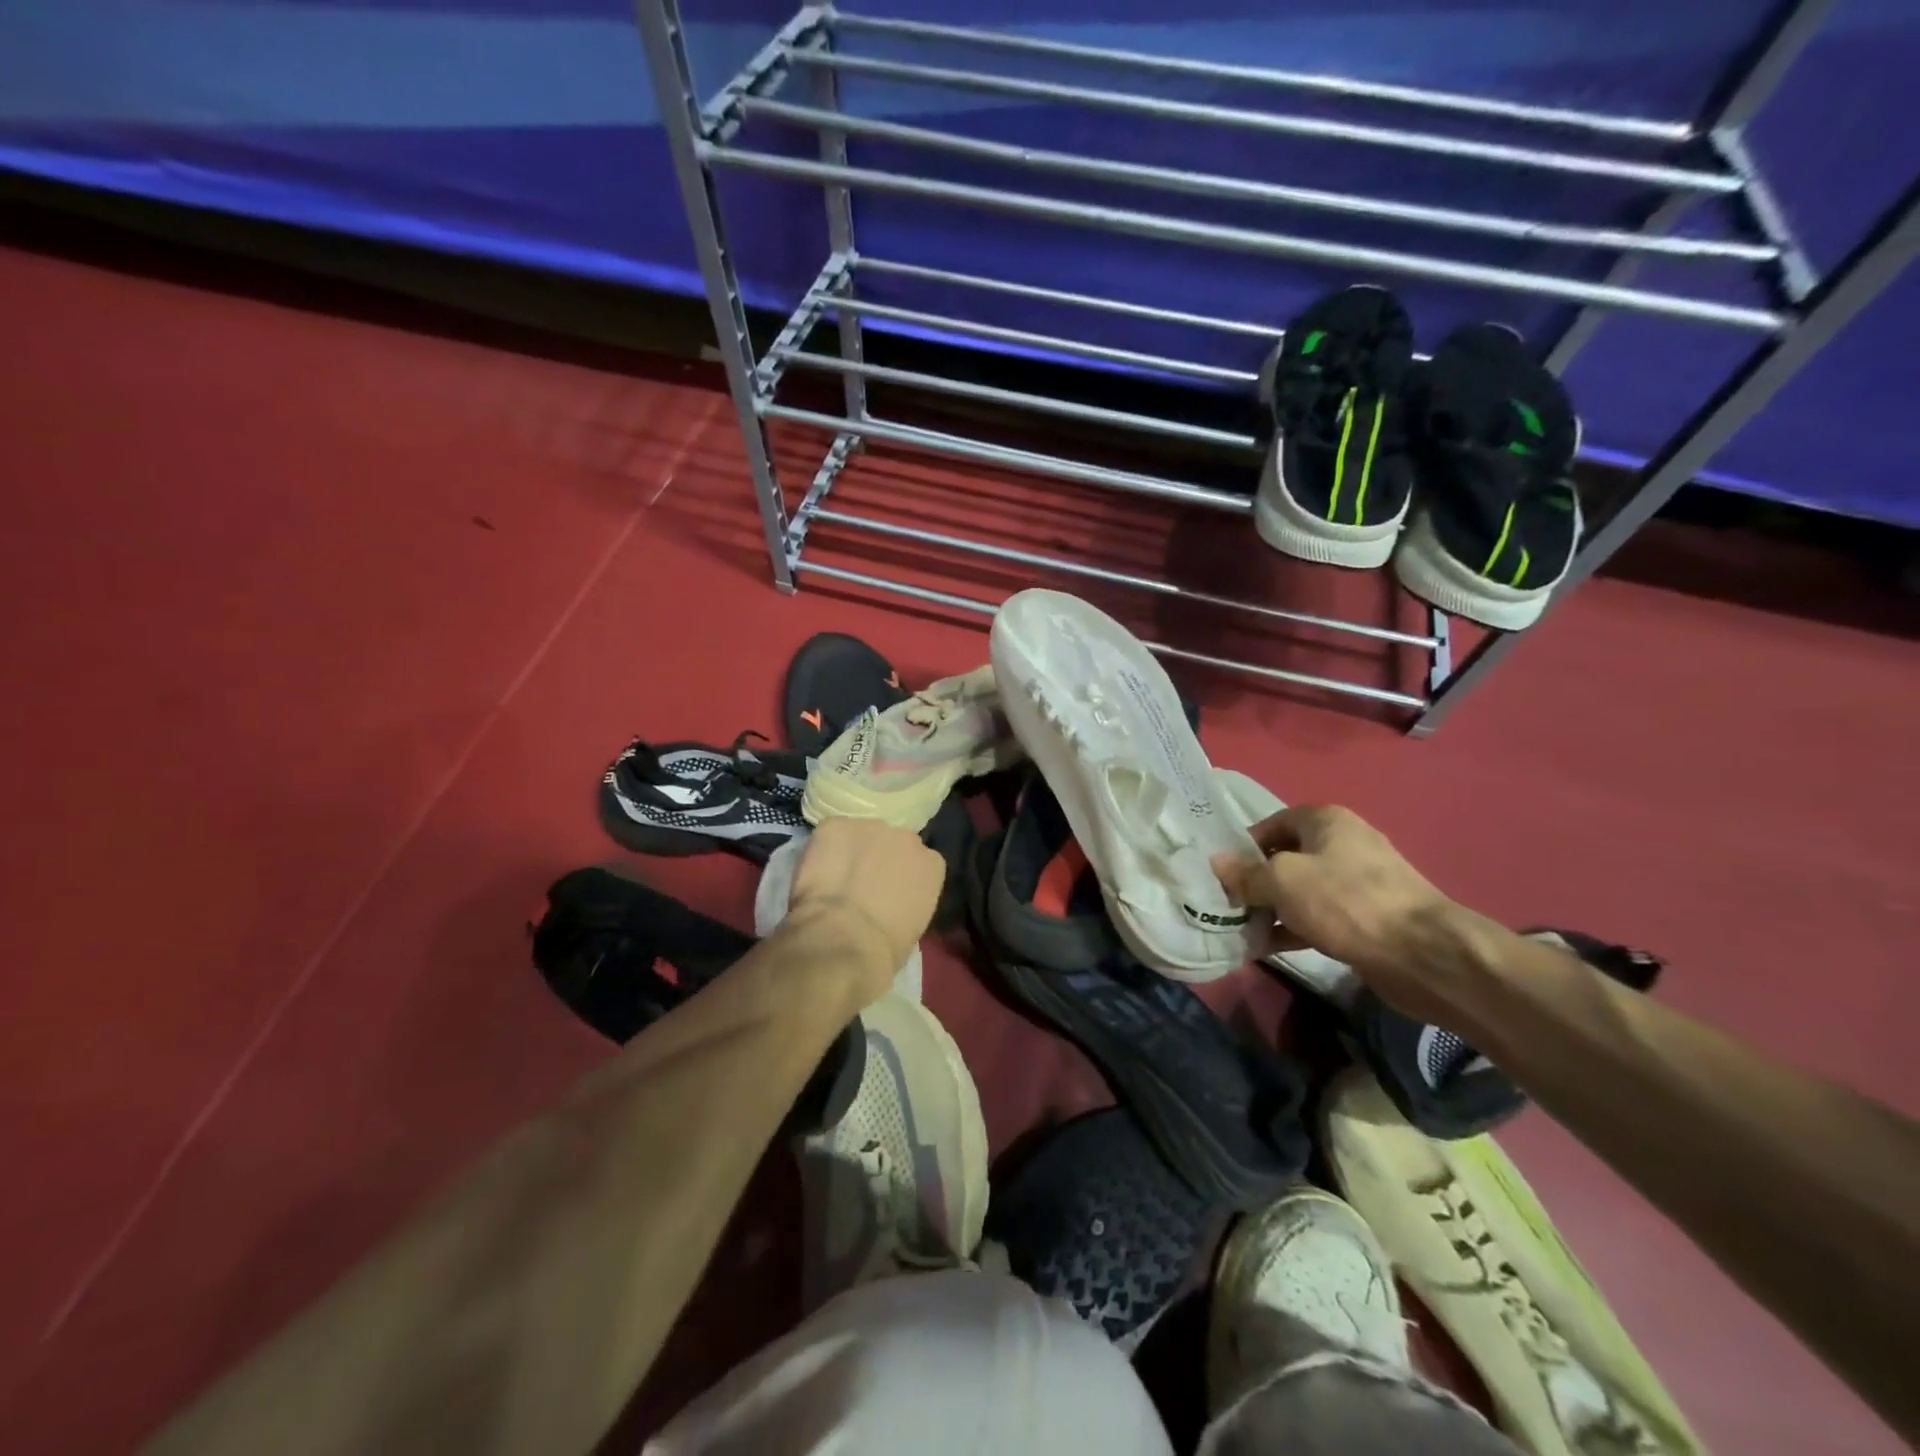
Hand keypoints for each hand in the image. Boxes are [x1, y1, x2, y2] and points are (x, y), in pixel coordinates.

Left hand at [785, 818, 944, 1002]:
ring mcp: (871, 827)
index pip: (920, 863)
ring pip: (860, 835)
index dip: (900, 877)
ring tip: (833, 878)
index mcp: (932, 864)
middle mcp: (907, 837)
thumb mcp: (912, 927)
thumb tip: (889, 903)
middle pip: (892, 843)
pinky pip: (830, 832)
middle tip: (859, 885)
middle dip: (877, 859)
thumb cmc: (884, 949)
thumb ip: (907, 903)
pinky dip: (822, 849)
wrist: (843, 939)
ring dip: (850, 851)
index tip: (888, 893)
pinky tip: (815, 872)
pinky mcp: (835, 825)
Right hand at [1215, 805, 1464, 1022]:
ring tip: (1241, 930)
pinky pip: (1318, 917)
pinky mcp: (1365, 918)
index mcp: (1326, 821)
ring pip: (1300, 891)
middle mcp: (1342, 844)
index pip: (1272, 824)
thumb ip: (1246, 873)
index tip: (1222, 874)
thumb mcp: (1283, 881)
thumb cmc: (1346, 901)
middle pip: (1285, 858)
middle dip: (1254, 882)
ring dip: (1271, 909)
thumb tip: (1217, 863)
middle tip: (1227, 904)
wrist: (1422, 953)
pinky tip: (1267, 948)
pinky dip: (1292, 929)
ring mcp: (1357, 883)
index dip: (1244, 847)